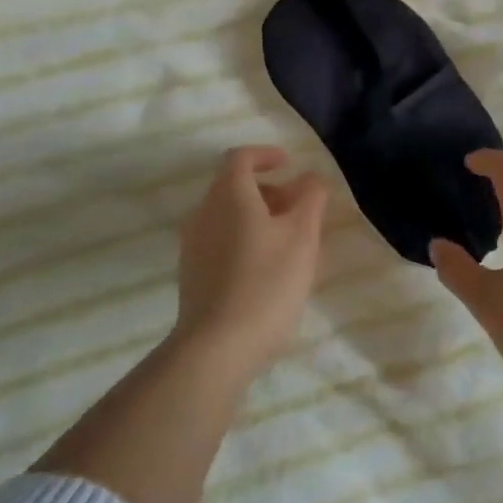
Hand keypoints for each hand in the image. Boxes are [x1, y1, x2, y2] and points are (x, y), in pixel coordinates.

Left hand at [174, 146, 328, 376]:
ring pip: (226, 215)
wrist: (217, 347)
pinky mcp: (191, 273)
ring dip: (257, 216)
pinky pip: (219, 240)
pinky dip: (243, 238)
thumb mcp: (302, 237)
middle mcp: (203, 213)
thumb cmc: (266, 282)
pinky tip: (266, 268)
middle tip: (299, 207)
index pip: (240, 158)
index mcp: (228, 195)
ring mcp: (193, 245)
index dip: (265, 155)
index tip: (289, 164)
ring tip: (289, 241)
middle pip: (233, 186)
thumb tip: (311, 177)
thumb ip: (310, 198)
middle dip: (268, 189)